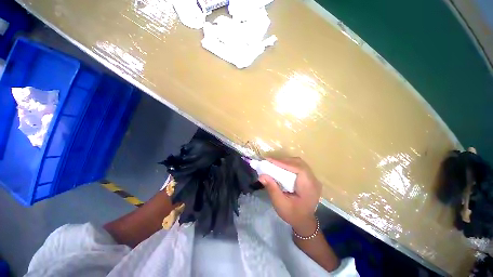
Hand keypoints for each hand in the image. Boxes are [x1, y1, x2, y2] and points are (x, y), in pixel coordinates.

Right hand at [259, 157, 321, 235]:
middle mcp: (313, 180)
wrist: (304, 222)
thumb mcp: (280, 204)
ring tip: (274, 164)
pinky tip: (281, 168)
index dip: (283, 163)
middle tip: (270, 162)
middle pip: (299, 163)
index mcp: (309, 187)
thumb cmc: (293, 215)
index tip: (269, 160)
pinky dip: (289, 165)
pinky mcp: (309, 178)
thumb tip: (261, 175)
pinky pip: (299, 166)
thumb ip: (272, 188)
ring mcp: (312, 178)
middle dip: (283, 161)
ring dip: (286, 162)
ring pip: (299, 163)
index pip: (298, 168)